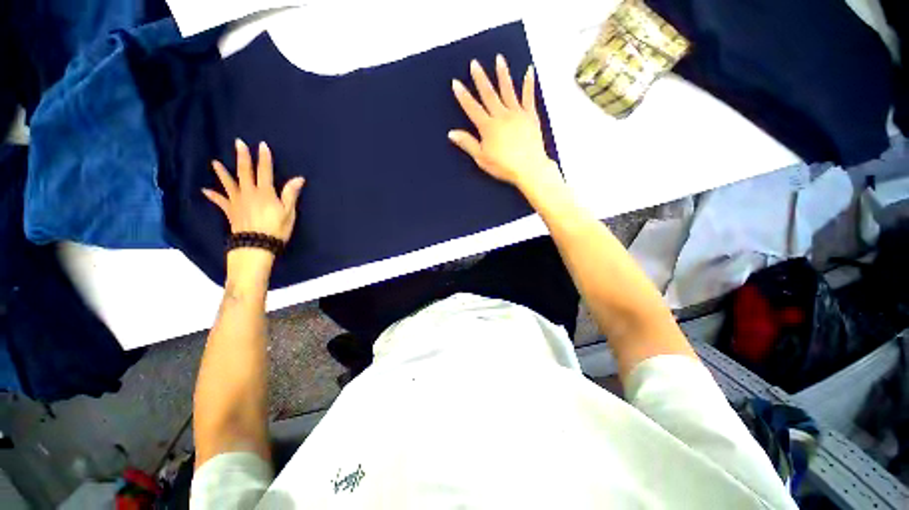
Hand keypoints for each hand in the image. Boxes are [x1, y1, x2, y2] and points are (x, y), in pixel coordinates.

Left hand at [202, 139, 304, 242]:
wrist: (256, 245)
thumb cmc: (276, 228)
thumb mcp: (289, 212)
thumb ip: (291, 194)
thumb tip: (299, 178)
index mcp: (265, 192)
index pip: (265, 171)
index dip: (264, 158)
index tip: (262, 145)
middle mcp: (249, 193)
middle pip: (245, 172)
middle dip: (242, 157)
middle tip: (238, 143)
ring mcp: (237, 201)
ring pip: (228, 183)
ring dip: (222, 172)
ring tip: (215, 162)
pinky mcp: (230, 211)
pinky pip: (220, 201)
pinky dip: (212, 195)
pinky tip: (205, 190)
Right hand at [449, 55, 558, 188]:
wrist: (529, 168)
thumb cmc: (504, 166)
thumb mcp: (482, 158)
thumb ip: (467, 143)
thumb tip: (452, 133)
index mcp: (488, 127)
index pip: (472, 108)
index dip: (463, 96)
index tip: (456, 83)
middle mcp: (502, 116)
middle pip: (489, 94)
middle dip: (480, 78)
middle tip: (475, 63)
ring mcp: (517, 114)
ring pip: (508, 90)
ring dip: (503, 74)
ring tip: (499, 59)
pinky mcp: (531, 116)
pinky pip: (529, 97)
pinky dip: (529, 83)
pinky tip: (529, 70)